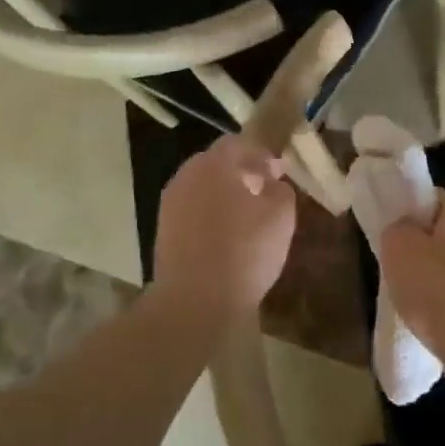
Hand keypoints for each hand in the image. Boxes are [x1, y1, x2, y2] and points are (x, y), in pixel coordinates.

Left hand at [152, 136, 297, 326]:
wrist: (194, 301)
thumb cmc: (244, 252)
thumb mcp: (281, 217)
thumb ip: (281, 190)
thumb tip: (273, 183)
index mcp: (213, 164)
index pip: (238, 143)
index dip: (261, 154)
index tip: (278, 171)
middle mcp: (186, 176)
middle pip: (216, 164)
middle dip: (241, 173)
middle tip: (264, 191)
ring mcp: (170, 205)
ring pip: (202, 189)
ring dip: (224, 195)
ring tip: (247, 218)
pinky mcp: (163, 232)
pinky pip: (192, 213)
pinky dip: (210, 217)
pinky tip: (226, 238)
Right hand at [378, 192, 444, 364]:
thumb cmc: (437, 290)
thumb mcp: (399, 247)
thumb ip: (396, 229)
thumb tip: (402, 230)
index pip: (434, 196)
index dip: (409, 200)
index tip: (386, 217)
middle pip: (439, 234)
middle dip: (413, 244)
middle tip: (387, 257)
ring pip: (444, 268)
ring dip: (422, 278)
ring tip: (399, 294)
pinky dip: (434, 306)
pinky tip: (419, 321)